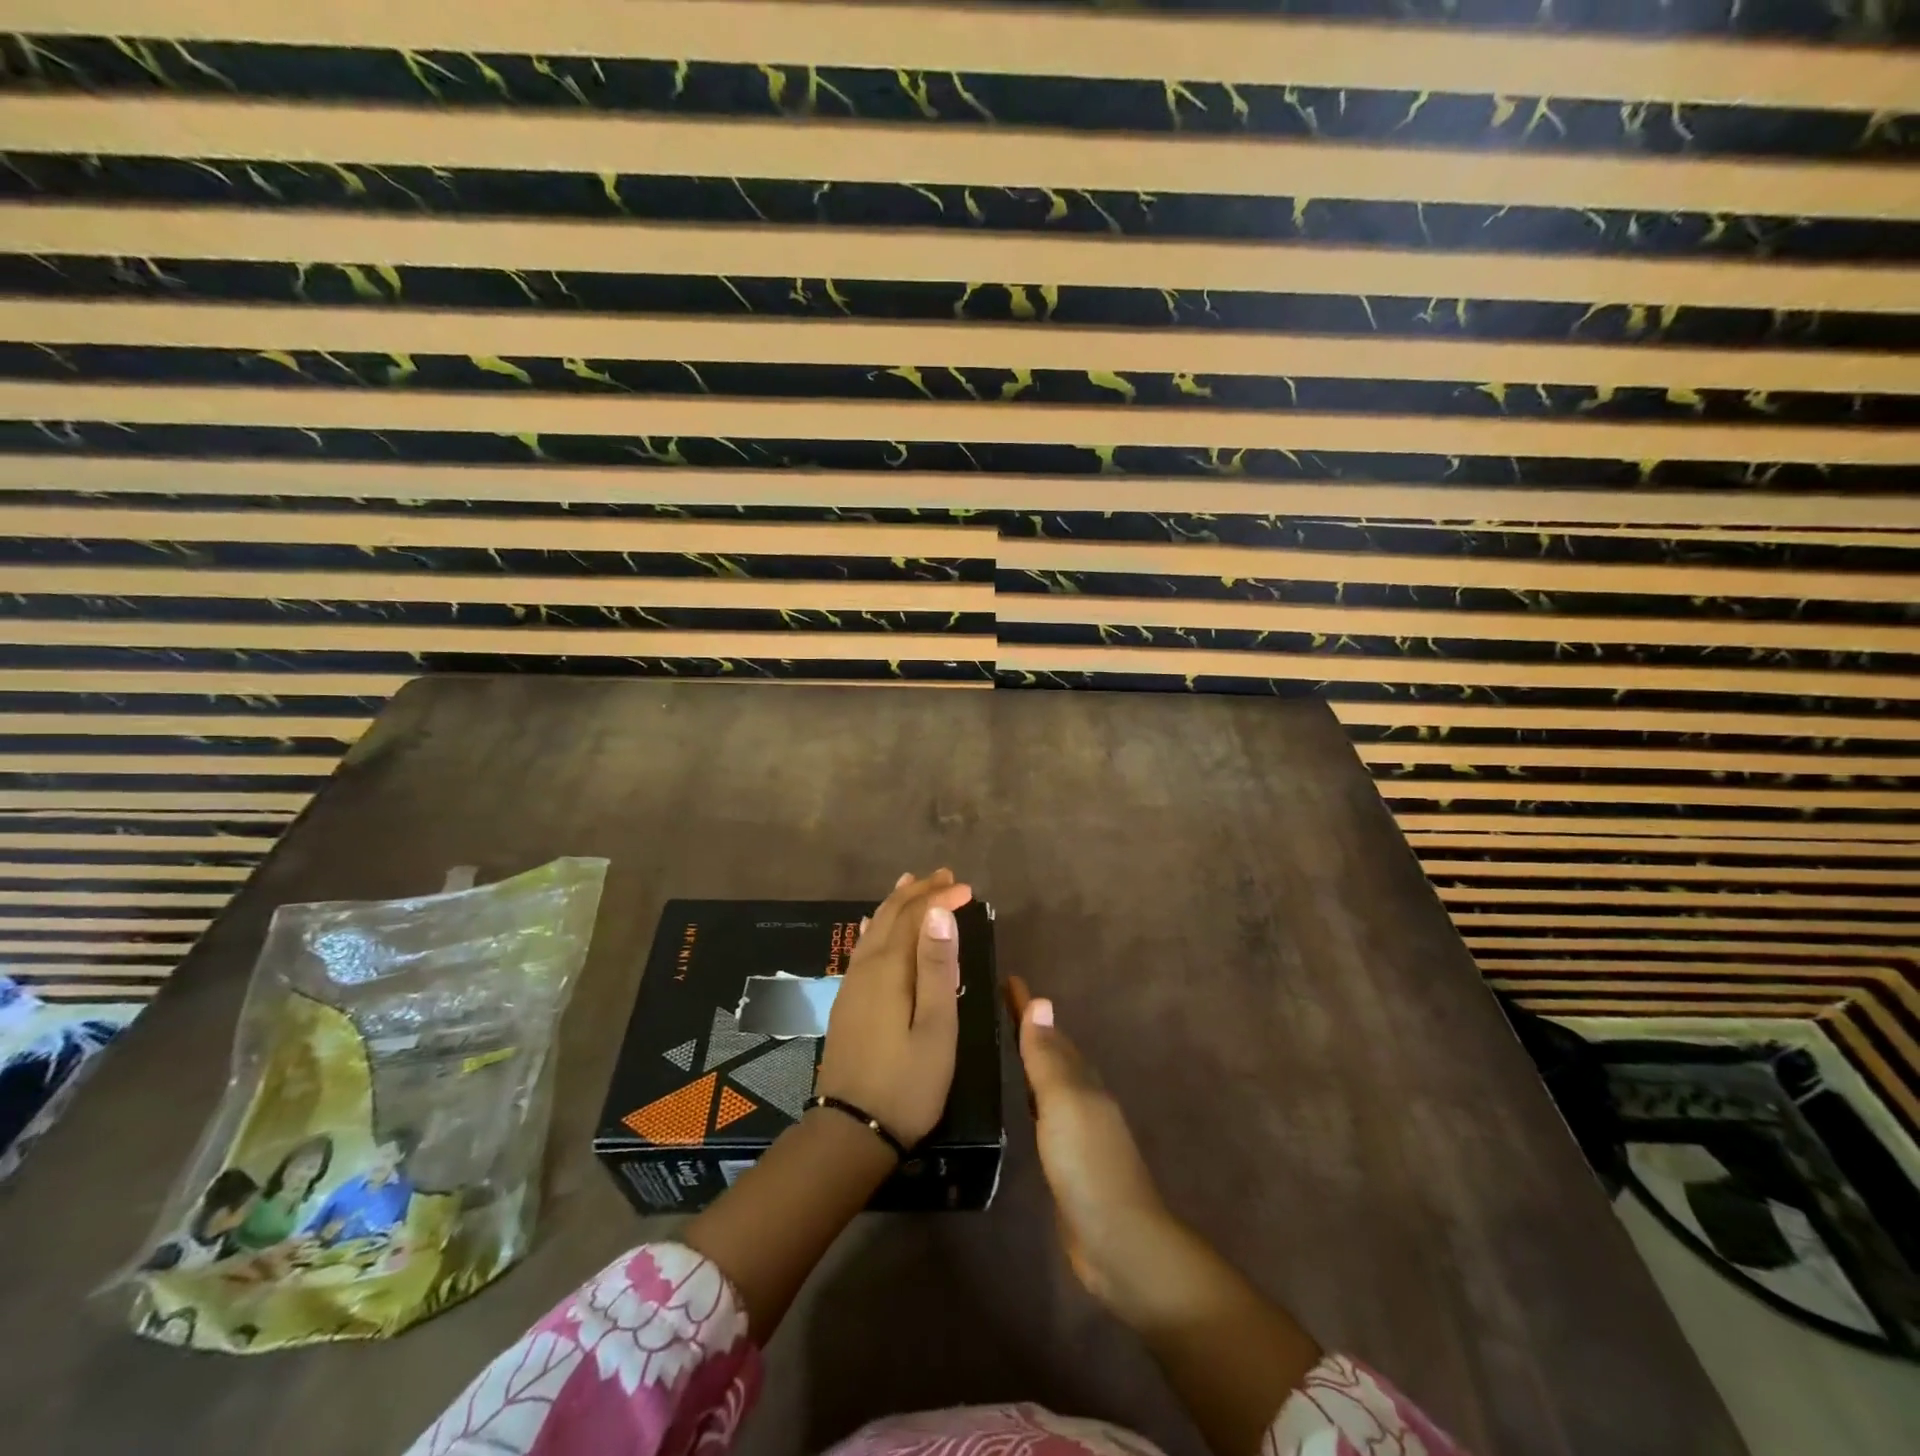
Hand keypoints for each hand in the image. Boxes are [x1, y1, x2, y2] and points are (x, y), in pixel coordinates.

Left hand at [815, 868, 972, 1146]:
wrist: (851, 1132)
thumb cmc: (908, 1083)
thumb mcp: (936, 1027)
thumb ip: (938, 968)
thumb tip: (939, 912)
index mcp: (889, 969)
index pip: (915, 917)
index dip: (941, 898)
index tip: (969, 890)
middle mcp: (866, 967)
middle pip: (890, 915)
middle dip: (918, 892)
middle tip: (945, 876)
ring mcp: (851, 985)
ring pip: (873, 927)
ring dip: (896, 903)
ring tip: (912, 883)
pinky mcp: (847, 1001)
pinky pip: (863, 946)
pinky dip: (876, 925)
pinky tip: (875, 925)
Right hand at [1006, 975, 1171, 1308]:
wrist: (1119, 1242)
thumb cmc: (1088, 1165)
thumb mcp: (1064, 1104)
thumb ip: (1048, 1058)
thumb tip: (1042, 1001)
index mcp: (1081, 1079)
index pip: (1048, 1032)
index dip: (1028, 1007)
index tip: (1008, 978)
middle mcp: (1082, 1096)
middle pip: (1052, 1051)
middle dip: (1029, 1026)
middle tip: (999, 1003)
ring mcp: (1077, 1129)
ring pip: (1050, 1080)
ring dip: (1032, 1058)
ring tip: (1007, 1041)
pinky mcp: (1068, 1159)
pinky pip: (1045, 1112)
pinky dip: (1033, 1094)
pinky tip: (1022, 1099)